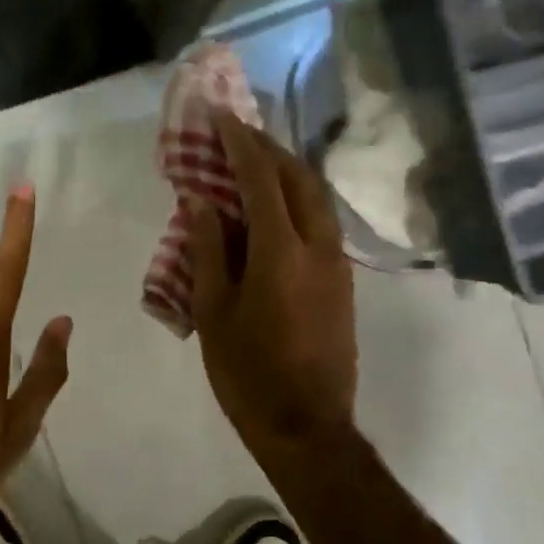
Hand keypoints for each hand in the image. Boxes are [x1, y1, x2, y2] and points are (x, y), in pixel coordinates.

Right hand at [189, 113, 357, 458]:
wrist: (307, 426)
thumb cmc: (248, 373)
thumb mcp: (214, 312)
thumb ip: (208, 250)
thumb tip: (200, 200)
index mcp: (282, 251)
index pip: (261, 178)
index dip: (239, 143)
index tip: (219, 117)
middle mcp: (319, 245)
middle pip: (299, 177)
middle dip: (268, 148)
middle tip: (236, 134)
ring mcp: (337, 264)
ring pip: (316, 198)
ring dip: (286, 172)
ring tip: (253, 164)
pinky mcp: (342, 282)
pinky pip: (320, 222)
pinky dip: (296, 201)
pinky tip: (273, 210)